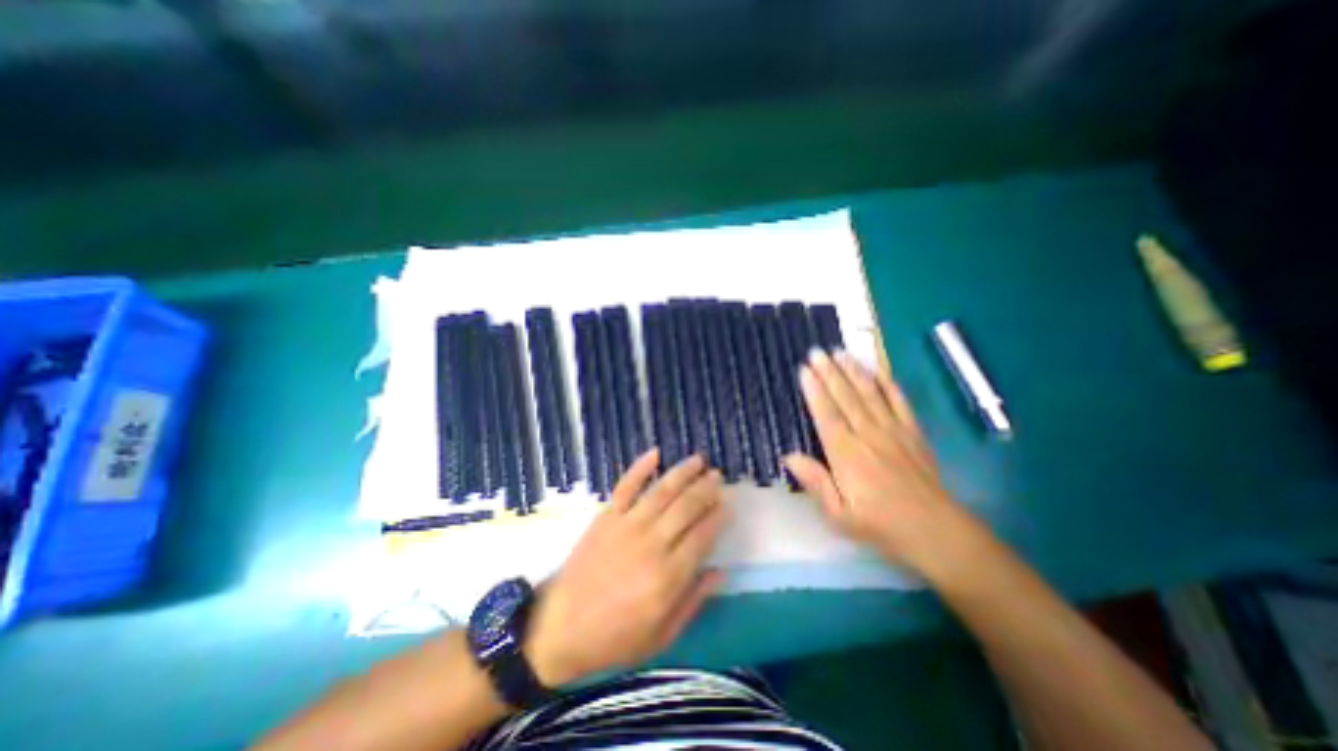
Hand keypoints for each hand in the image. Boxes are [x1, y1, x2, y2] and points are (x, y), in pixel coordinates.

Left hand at [525, 448, 728, 690]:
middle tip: (718, 477)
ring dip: (682, 472)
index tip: (728, 503)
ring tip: (698, 460)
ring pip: (662, 491)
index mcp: (668, 576)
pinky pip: (626, 485)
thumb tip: (720, 571)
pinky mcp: (606, 516)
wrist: (561, 627)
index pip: (703, 535)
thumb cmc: (615, 637)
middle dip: (706, 489)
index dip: (718, 516)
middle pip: (686, 507)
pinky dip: (640, 467)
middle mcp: (652, 544)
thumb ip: (693, 601)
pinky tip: (655, 453)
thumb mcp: (661, 635)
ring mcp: (627, 525)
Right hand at [787, 348, 974, 570]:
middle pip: (845, 397)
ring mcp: (893, 431)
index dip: (814, 391)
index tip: (805, 370)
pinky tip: (878, 370)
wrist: (935, 531)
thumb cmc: (879, 525)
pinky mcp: (913, 433)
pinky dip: (888, 384)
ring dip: (853, 371)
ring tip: (840, 352)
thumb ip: (815, 482)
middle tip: (817, 352)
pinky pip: (899, 402)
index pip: (826, 415)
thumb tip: (789, 456)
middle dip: (830, 372)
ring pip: (869, 394)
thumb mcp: (838, 514)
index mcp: (846, 454)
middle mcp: (868, 435)